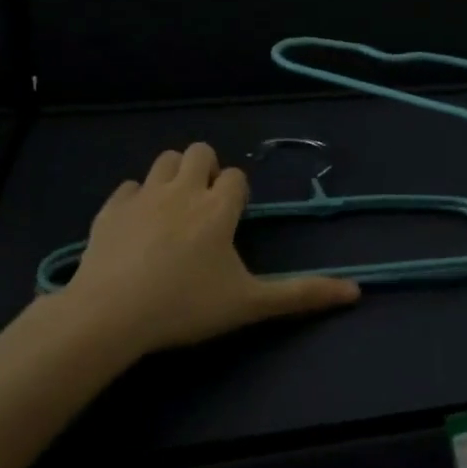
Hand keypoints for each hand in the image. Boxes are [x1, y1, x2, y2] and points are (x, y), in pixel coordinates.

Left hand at [65, 142, 360, 354]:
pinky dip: (137, 199)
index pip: (236, 177)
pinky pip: (129, 187)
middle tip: (202, 211)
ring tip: (172, 212)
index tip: (231, 222)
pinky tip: (136, 228)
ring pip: (164, 160)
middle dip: (206, 171)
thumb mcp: (248, 304)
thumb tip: (356, 292)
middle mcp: (184, 189)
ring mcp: (144, 195)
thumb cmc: (185, 306)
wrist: (110, 314)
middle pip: (200, 153)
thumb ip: (300, 294)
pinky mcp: (111, 208)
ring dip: (173, 176)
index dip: (236, 194)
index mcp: (218, 207)